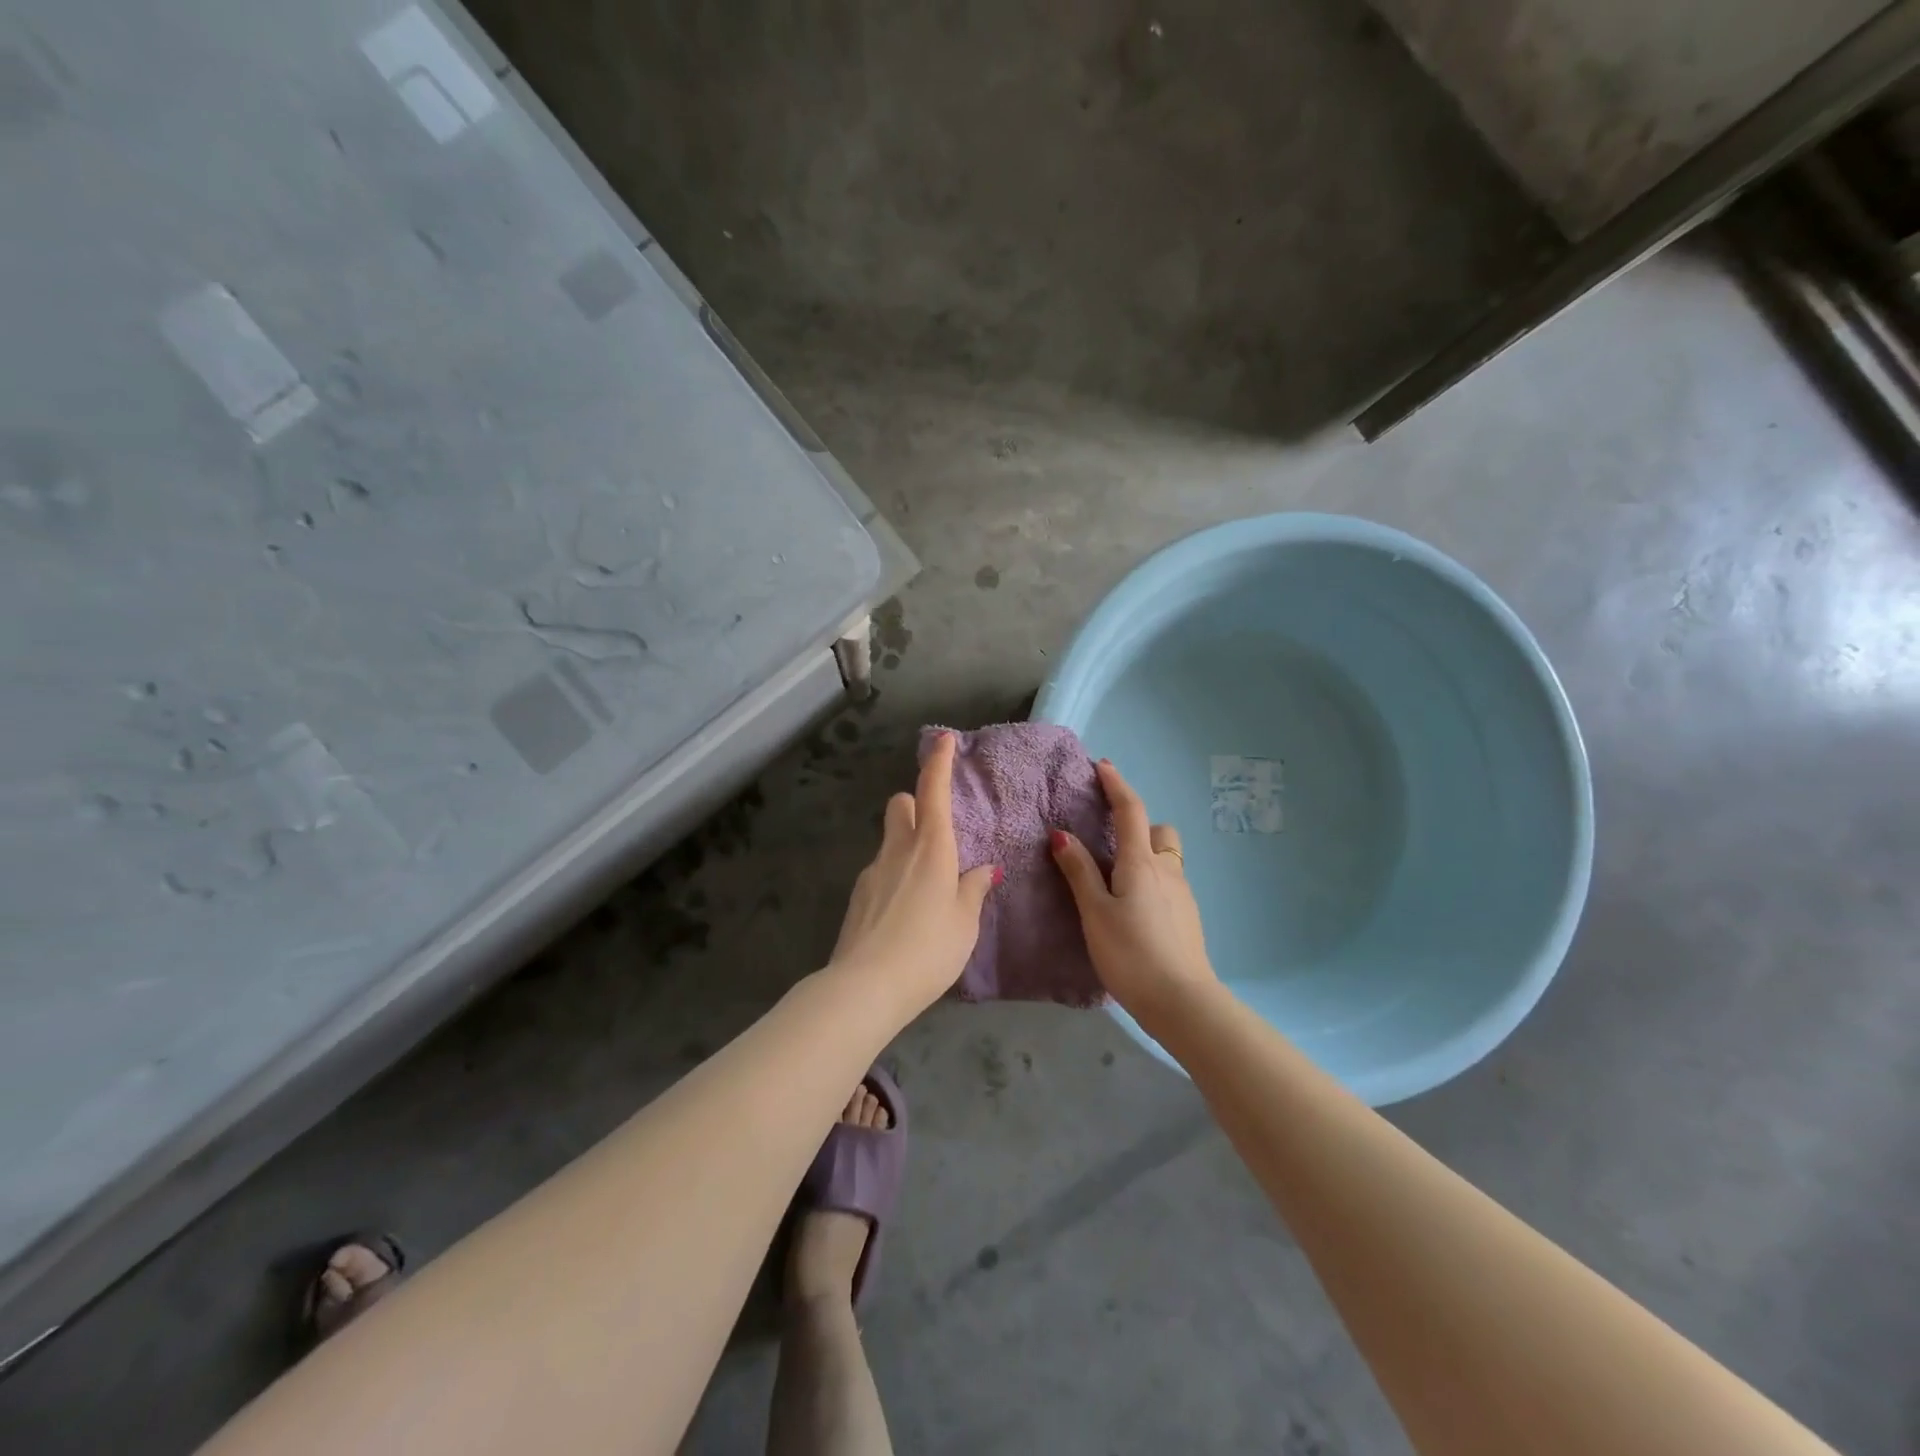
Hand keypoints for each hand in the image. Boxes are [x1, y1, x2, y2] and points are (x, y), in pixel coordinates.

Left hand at [829, 731, 1000, 1020]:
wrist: (866, 987)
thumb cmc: (929, 949)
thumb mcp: (965, 922)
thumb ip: (973, 890)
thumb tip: (983, 870)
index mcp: (931, 848)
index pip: (933, 790)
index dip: (939, 762)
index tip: (944, 740)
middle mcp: (898, 850)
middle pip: (900, 805)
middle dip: (915, 804)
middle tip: (935, 832)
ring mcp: (872, 872)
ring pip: (889, 841)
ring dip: (906, 847)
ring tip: (927, 890)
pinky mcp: (857, 897)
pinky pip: (881, 873)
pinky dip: (895, 879)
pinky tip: (905, 915)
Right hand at [1051, 759, 1217, 1022]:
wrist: (1182, 1002)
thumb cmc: (1131, 954)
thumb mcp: (1095, 912)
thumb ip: (1079, 872)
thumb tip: (1062, 834)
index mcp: (1141, 862)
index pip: (1130, 810)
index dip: (1116, 785)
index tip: (1103, 766)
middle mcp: (1167, 870)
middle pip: (1159, 832)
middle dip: (1139, 827)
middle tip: (1111, 846)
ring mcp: (1183, 894)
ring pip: (1167, 859)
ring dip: (1147, 856)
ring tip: (1118, 882)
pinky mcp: (1188, 917)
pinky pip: (1170, 883)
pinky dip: (1152, 881)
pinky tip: (1136, 911)